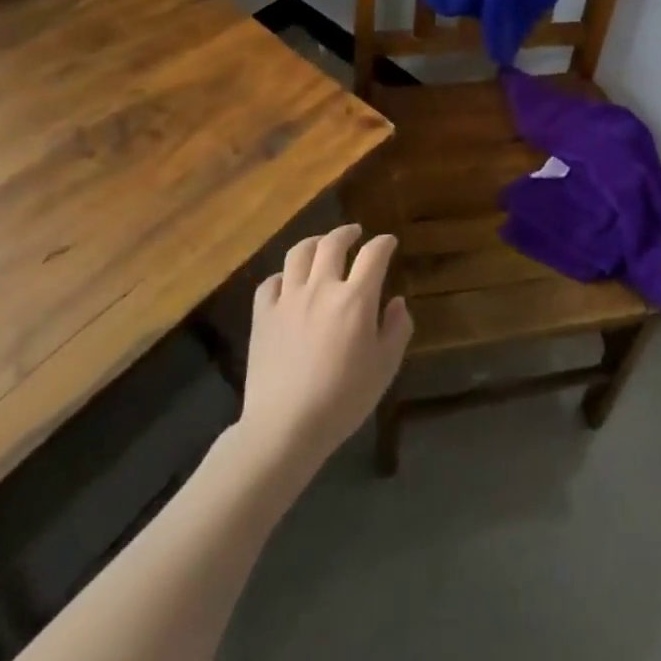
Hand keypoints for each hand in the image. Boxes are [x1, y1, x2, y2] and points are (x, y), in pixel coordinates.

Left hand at [236, 223, 412, 474]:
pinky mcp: (263, 316)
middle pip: (333, 243)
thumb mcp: (385, 367)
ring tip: (321, 246)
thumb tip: (396, 302)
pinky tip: (288, 283)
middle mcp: (322, 288)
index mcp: (356, 299)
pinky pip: (270, 283)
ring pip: (299, 253)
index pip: (374, 254)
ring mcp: (288, 300)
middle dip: (347, 232)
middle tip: (355, 233)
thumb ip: (397, 329)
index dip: (384, 243)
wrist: (285, 428)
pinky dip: (282, 276)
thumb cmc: (343, 399)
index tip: (389, 242)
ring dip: (314, 243)